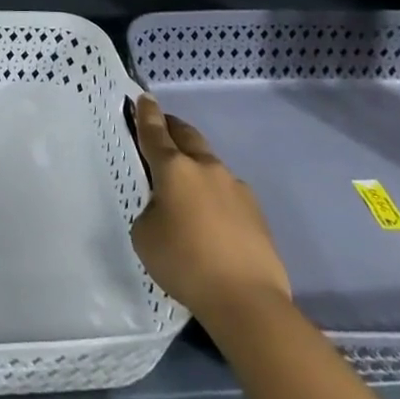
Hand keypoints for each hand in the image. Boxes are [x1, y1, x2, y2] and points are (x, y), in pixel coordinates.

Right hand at [130, 96, 290, 325]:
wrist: (247, 300)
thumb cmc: (185, 263)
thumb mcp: (145, 236)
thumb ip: (150, 211)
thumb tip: (166, 208)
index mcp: (173, 168)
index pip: (155, 132)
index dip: (147, 114)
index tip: (144, 98)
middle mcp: (205, 168)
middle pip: (187, 136)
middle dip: (172, 127)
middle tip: (162, 127)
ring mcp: (235, 187)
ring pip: (209, 162)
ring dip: (195, 163)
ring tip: (186, 185)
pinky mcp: (255, 210)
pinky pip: (227, 191)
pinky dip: (214, 193)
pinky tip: (212, 218)